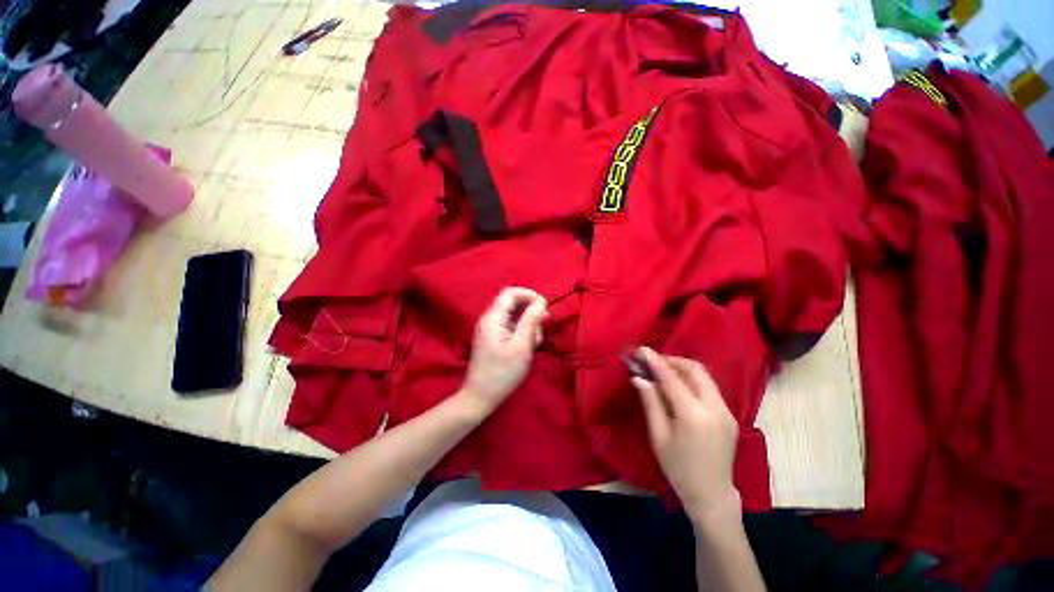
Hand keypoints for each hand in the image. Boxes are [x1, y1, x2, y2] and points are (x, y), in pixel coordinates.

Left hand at [461, 287, 547, 414]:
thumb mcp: (521, 347)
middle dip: (531, 313)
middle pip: (514, 304)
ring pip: (515, 316)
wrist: (480, 397)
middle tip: (540, 331)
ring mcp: (491, 329)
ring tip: (533, 344)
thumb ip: (531, 321)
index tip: (544, 307)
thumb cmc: (502, 373)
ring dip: (528, 325)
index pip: (511, 293)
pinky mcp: (494, 338)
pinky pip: (511, 327)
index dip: (529, 295)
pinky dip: (522, 333)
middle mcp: (490, 319)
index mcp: (493, 318)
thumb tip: (541, 302)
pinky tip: (527, 348)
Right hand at [631, 347, 740, 521]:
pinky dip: (691, 380)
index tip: (642, 349)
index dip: (656, 361)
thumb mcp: (658, 436)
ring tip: (662, 370)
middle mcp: (715, 408)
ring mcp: (726, 411)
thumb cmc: (678, 468)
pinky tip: (677, 386)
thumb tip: (639, 377)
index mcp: (694, 415)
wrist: (711, 494)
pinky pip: (709, 388)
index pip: (672, 379)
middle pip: (695, 370)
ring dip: (682, 368)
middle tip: (653, 361)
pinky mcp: (729, 415)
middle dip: (672, 360)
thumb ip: (650, 402)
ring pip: (704, 376)